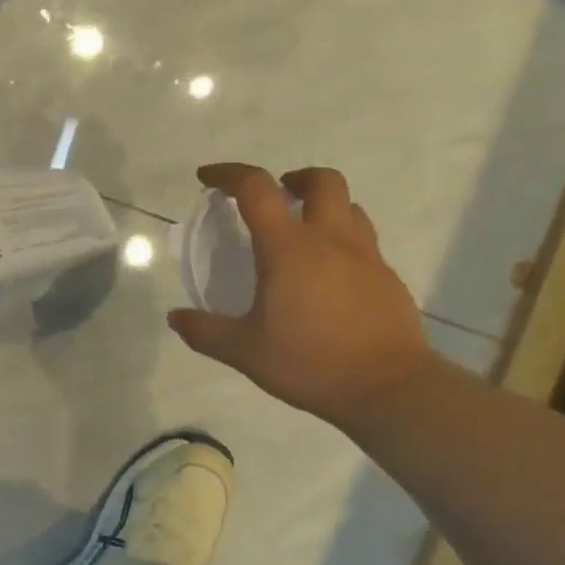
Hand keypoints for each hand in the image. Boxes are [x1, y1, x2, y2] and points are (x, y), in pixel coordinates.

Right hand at [166, 164, 437, 429]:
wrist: (389, 389)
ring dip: (324, 207)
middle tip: (277, 196)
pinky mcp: (388, 280)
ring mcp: (367, 257)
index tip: (208, 178)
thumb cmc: (311, 362)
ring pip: (350, 208)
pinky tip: (331, 279)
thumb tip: (175, 318)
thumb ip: (206, 331)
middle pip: (322, 181)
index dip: (229, 174)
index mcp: (289, 248)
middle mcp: (330, 240)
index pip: (257, 188)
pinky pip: (364, 244)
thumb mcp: (245, 352)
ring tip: (304, 234)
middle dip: (295, 178)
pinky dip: (343, 245)